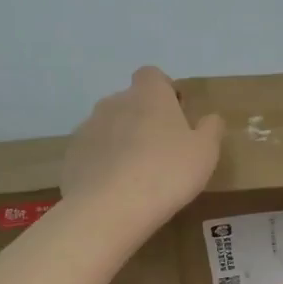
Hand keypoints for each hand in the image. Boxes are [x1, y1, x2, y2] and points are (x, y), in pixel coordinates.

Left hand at [62, 67, 223, 226]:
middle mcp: (114, 102)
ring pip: (109, 127)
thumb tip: (210, 118)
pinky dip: (102, 164)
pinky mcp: (72, 155)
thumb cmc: (166, 172)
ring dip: (121, 141)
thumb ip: (210, 129)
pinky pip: (92, 152)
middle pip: (130, 102)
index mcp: (148, 95)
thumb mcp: (205, 152)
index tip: (174, 115)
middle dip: (142, 119)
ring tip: (135, 175)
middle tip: (160, 151)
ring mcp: (88, 127)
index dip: (163, 90)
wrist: (109, 208)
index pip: (151, 75)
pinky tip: (113, 190)